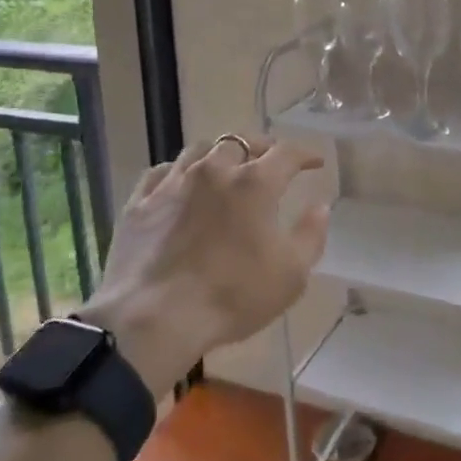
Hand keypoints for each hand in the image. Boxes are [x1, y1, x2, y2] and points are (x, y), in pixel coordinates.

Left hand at [76, 136, 327, 394]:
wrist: (155, 318)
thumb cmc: (232, 297)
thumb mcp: (290, 275)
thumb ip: (310, 235)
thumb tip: (320, 206)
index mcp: (254, 183)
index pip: (286, 153)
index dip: (305, 154)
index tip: (314, 162)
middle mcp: (214, 170)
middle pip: (240, 142)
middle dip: (260, 147)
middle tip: (269, 161)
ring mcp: (173, 182)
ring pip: (199, 150)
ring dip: (218, 154)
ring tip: (225, 166)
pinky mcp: (140, 201)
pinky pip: (161, 172)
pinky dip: (177, 171)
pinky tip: (179, 182)